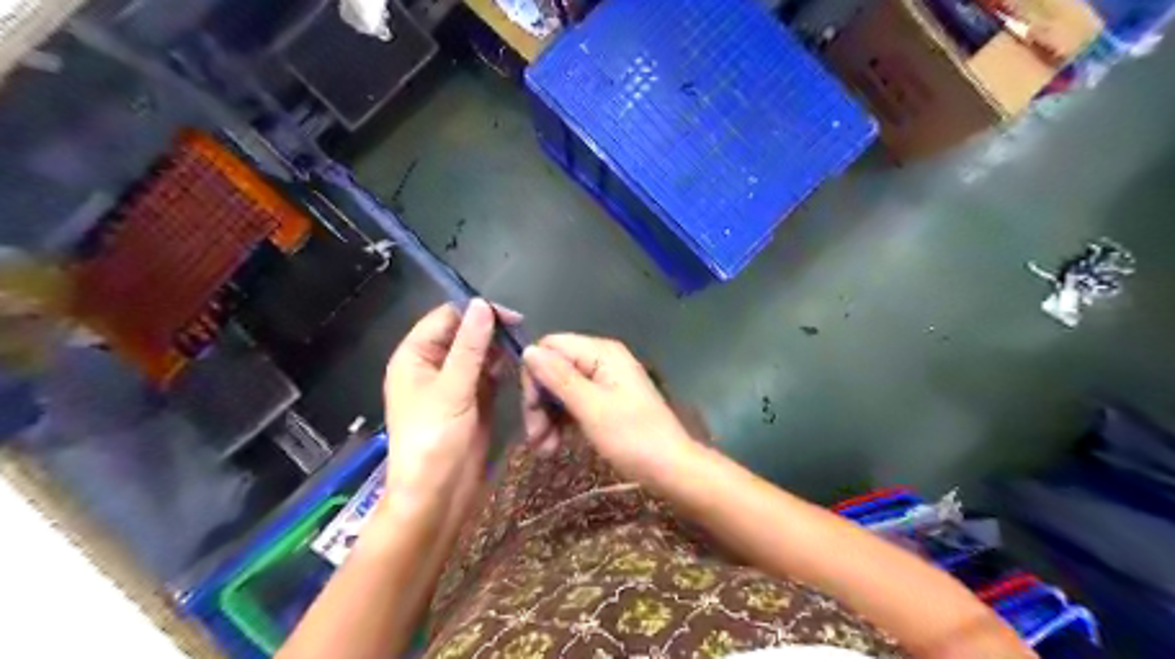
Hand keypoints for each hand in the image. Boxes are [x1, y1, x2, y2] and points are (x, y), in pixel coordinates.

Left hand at [384, 297, 514, 520]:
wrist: (437, 495)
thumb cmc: (435, 440)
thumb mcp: (453, 389)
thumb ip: (469, 346)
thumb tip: (481, 305)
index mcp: (415, 356)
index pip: (446, 318)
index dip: (476, 312)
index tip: (511, 317)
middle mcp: (432, 365)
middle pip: (464, 333)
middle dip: (491, 330)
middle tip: (523, 334)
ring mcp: (453, 383)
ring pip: (478, 353)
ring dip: (499, 349)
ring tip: (524, 350)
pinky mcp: (471, 399)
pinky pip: (487, 374)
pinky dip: (501, 368)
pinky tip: (518, 367)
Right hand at [524, 336, 695, 477]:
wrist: (672, 469)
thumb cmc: (633, 438)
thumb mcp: (591, 408)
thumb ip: (559, 378)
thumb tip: (528, 351)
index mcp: (601, 353)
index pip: (550, 348)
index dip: (534, 376)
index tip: (531, 411)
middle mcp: (601, 360)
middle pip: (553, 369)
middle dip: (540, 403)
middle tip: (535, 439)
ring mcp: (604, 381)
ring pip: (560, 389)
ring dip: (547, 417)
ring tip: (544, 450)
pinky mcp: (606, 401)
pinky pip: (574, 402)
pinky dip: (561, 422)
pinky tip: (555, 445)